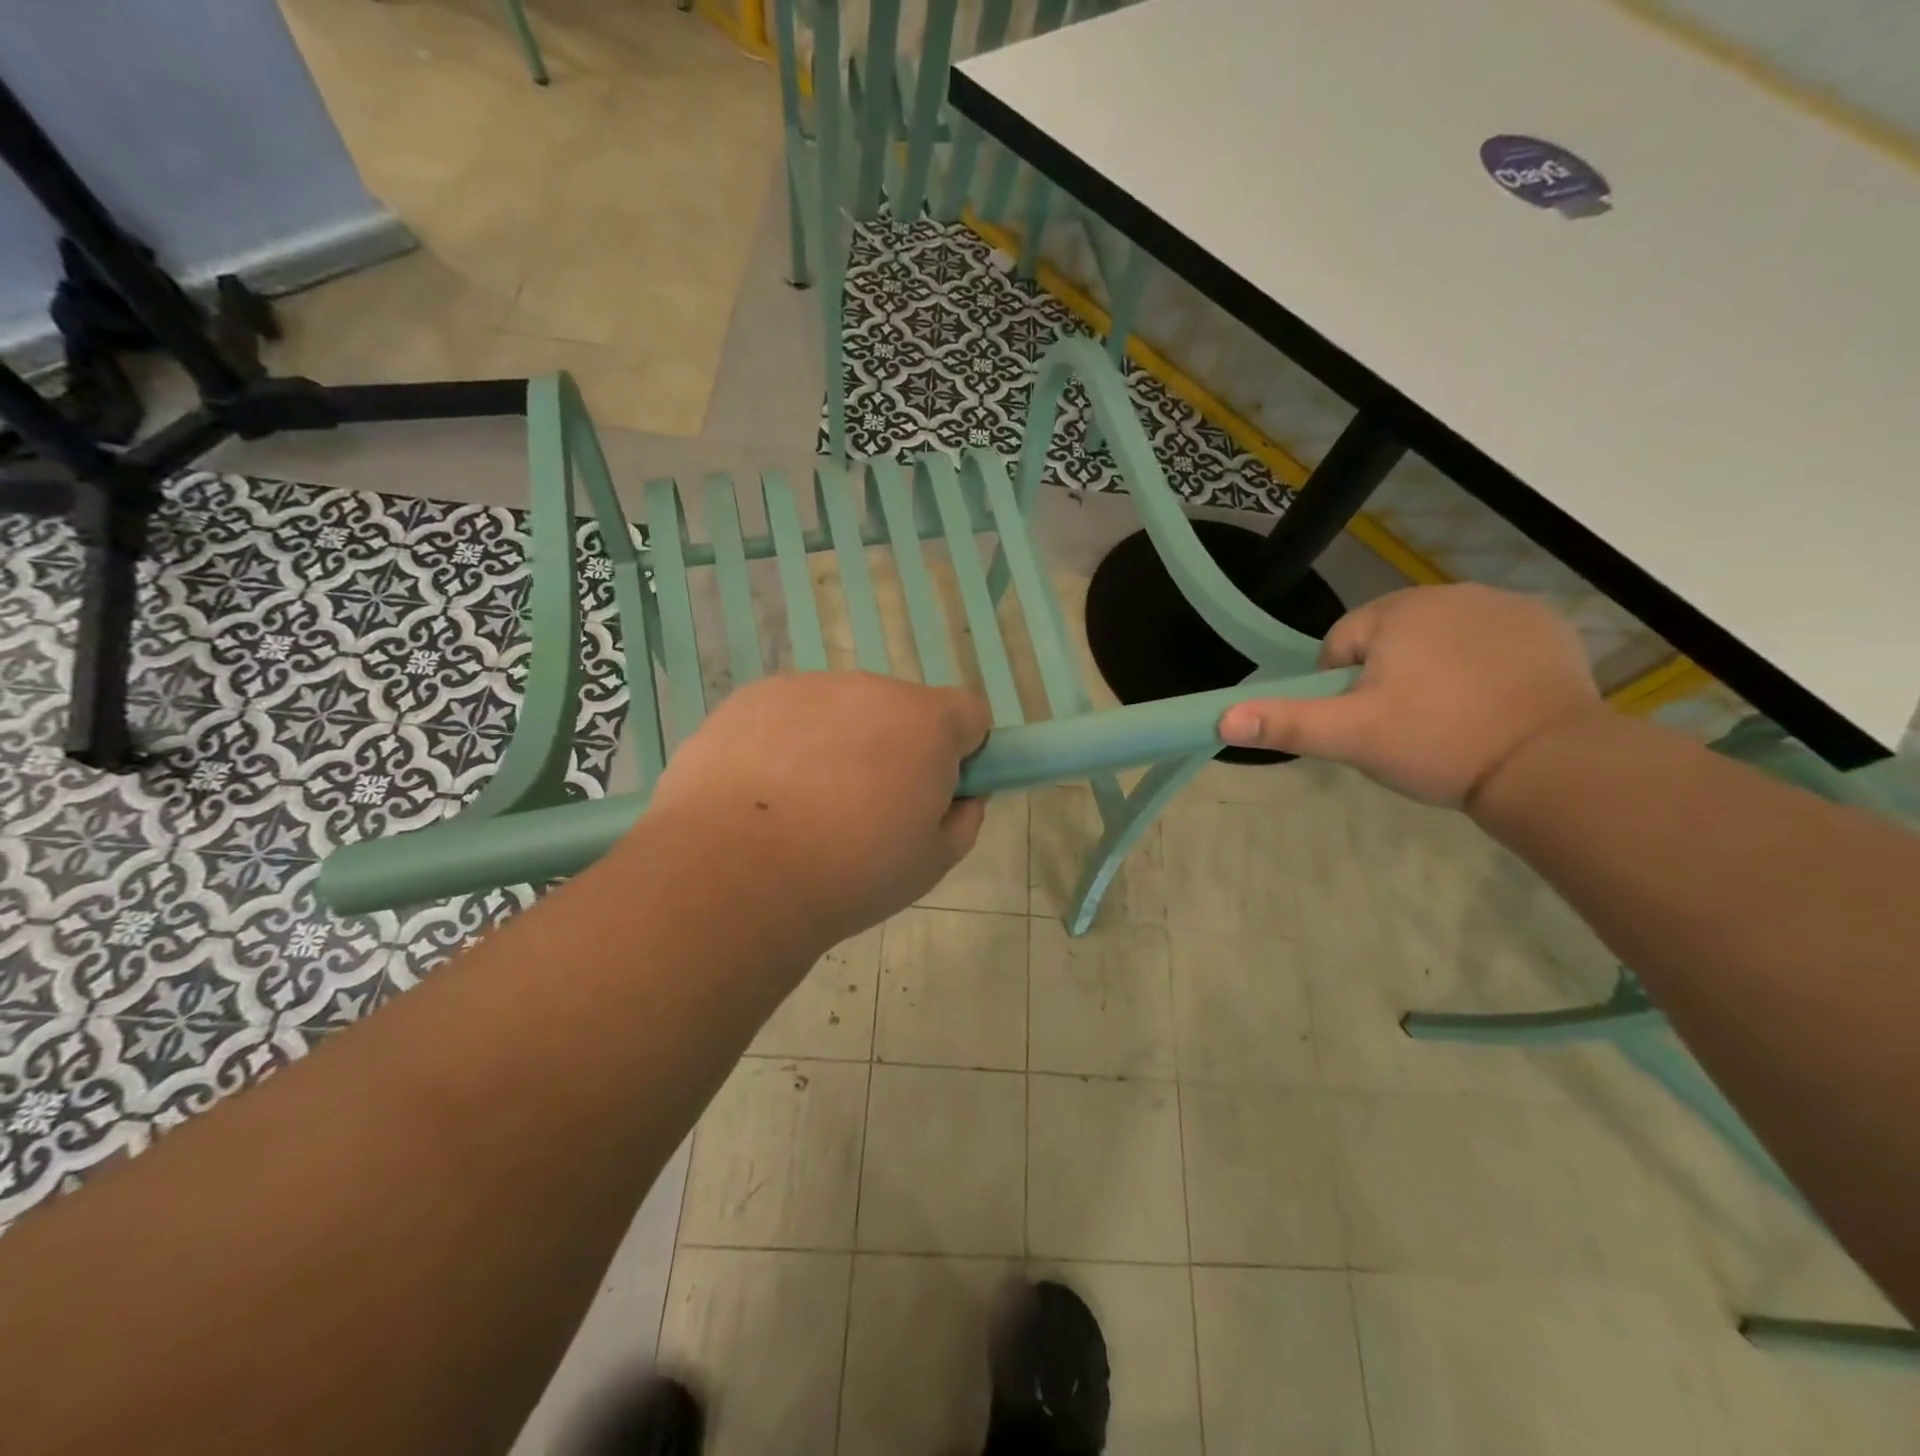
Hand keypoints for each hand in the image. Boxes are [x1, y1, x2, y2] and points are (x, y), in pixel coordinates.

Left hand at [641, 673, 991, 951]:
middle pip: (901, 711)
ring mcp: (806, 687)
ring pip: (841, 712)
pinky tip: (761, 795)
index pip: (970, 714)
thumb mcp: (932, 863)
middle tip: (863, 811)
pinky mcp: (751, 697)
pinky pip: (788, 715)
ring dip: (838, 744)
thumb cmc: (849, 874)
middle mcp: (870, 689)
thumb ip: (962, 820)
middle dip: (895, 749)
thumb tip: (960, 796)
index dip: (961, 753)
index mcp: (926, 723)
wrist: (733, 873)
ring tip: (801, 808)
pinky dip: (786, 744)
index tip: (935, 793)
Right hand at [1218, 584, 1602, 807]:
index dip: (1342, 687)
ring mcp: (1504, 606)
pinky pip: (1487, 642)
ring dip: (1431, 672)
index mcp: (1398, 611)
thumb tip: (1221, 717)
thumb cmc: (1438, 743)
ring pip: (1438, 640)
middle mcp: (1450, 593)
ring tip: (1448, 721)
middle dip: (1386, 678)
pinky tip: (1489, 706)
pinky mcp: (1545, 627)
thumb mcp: (1352, 738)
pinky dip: (1479, 668)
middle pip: (1389, 638)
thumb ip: (1287, 722)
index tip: (1365, 724)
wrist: (1552, 764)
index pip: (1342, 642)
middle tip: (1404, 728)